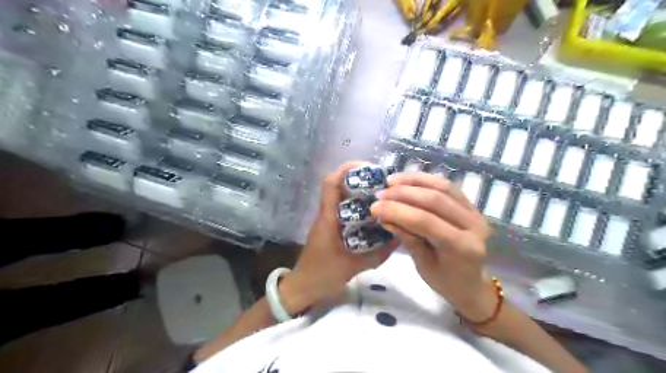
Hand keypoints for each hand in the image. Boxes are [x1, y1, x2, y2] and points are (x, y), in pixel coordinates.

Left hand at [279, 160, 396, 314]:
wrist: (303, 287)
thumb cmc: (323, 275)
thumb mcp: (353, 267)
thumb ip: (377, 254)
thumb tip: (399, 238)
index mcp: (327, 217)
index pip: (330, 183)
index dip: (346, 169)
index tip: (368, 168)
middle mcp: (325, 213)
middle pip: (337, 185)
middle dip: (359, 179)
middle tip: (382, 184)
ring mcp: (326, 219)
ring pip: (341, 196)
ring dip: (358, 192)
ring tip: (381, 196)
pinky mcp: (329, 227)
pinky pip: (343, 209)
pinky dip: (357, 207)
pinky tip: (373, 215)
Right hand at [372, 172, 495, 320]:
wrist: (472, 283)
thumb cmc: (446, 281)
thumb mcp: (423, 266)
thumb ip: (407, 238)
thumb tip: (386, 217)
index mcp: (463, 248)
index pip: (426, 222)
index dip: (398, 211)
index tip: (374, 207)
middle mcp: (474, 225)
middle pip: (434, 200)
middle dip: (402, 194)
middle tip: (380, 194)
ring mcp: (475, 212)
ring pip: (442, 187)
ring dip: (413, 181)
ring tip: (391, 181)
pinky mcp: (471, 204)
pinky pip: (447, 186)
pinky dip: (425, 179)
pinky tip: (408, 179)